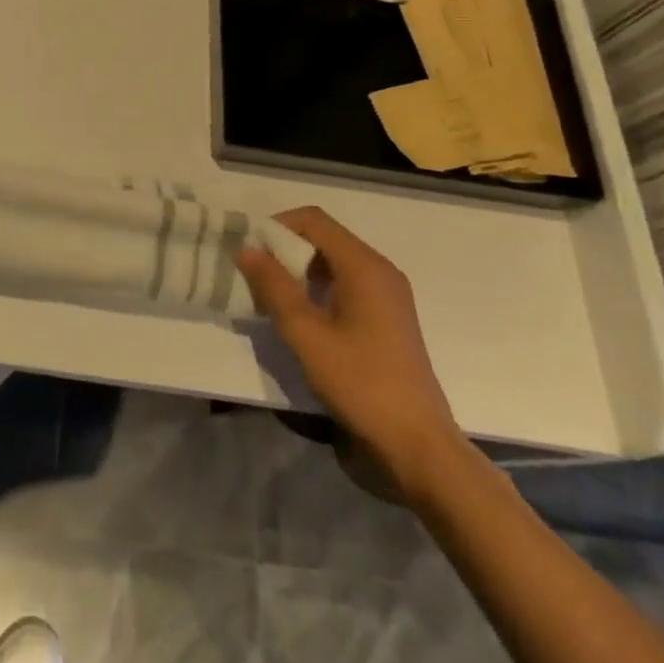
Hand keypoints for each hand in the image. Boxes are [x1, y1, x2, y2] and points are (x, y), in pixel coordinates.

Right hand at [236, 206, 465, 494]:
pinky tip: (299, 315)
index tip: (249, 249)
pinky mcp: (387, 316)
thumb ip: (274, 286)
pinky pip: (345, 282)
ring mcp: (388, 293)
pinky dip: (317, 287)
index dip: (277, 226)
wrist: (416, 442)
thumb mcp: (306, 334)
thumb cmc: (360, 382)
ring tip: (270, 296)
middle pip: (324, 237)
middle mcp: (380, 270)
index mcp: (364, 266)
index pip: (313, 220)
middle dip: (285, 248)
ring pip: (333, 261)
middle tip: (253, 274)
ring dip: (299, 269)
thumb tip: (247, 249)